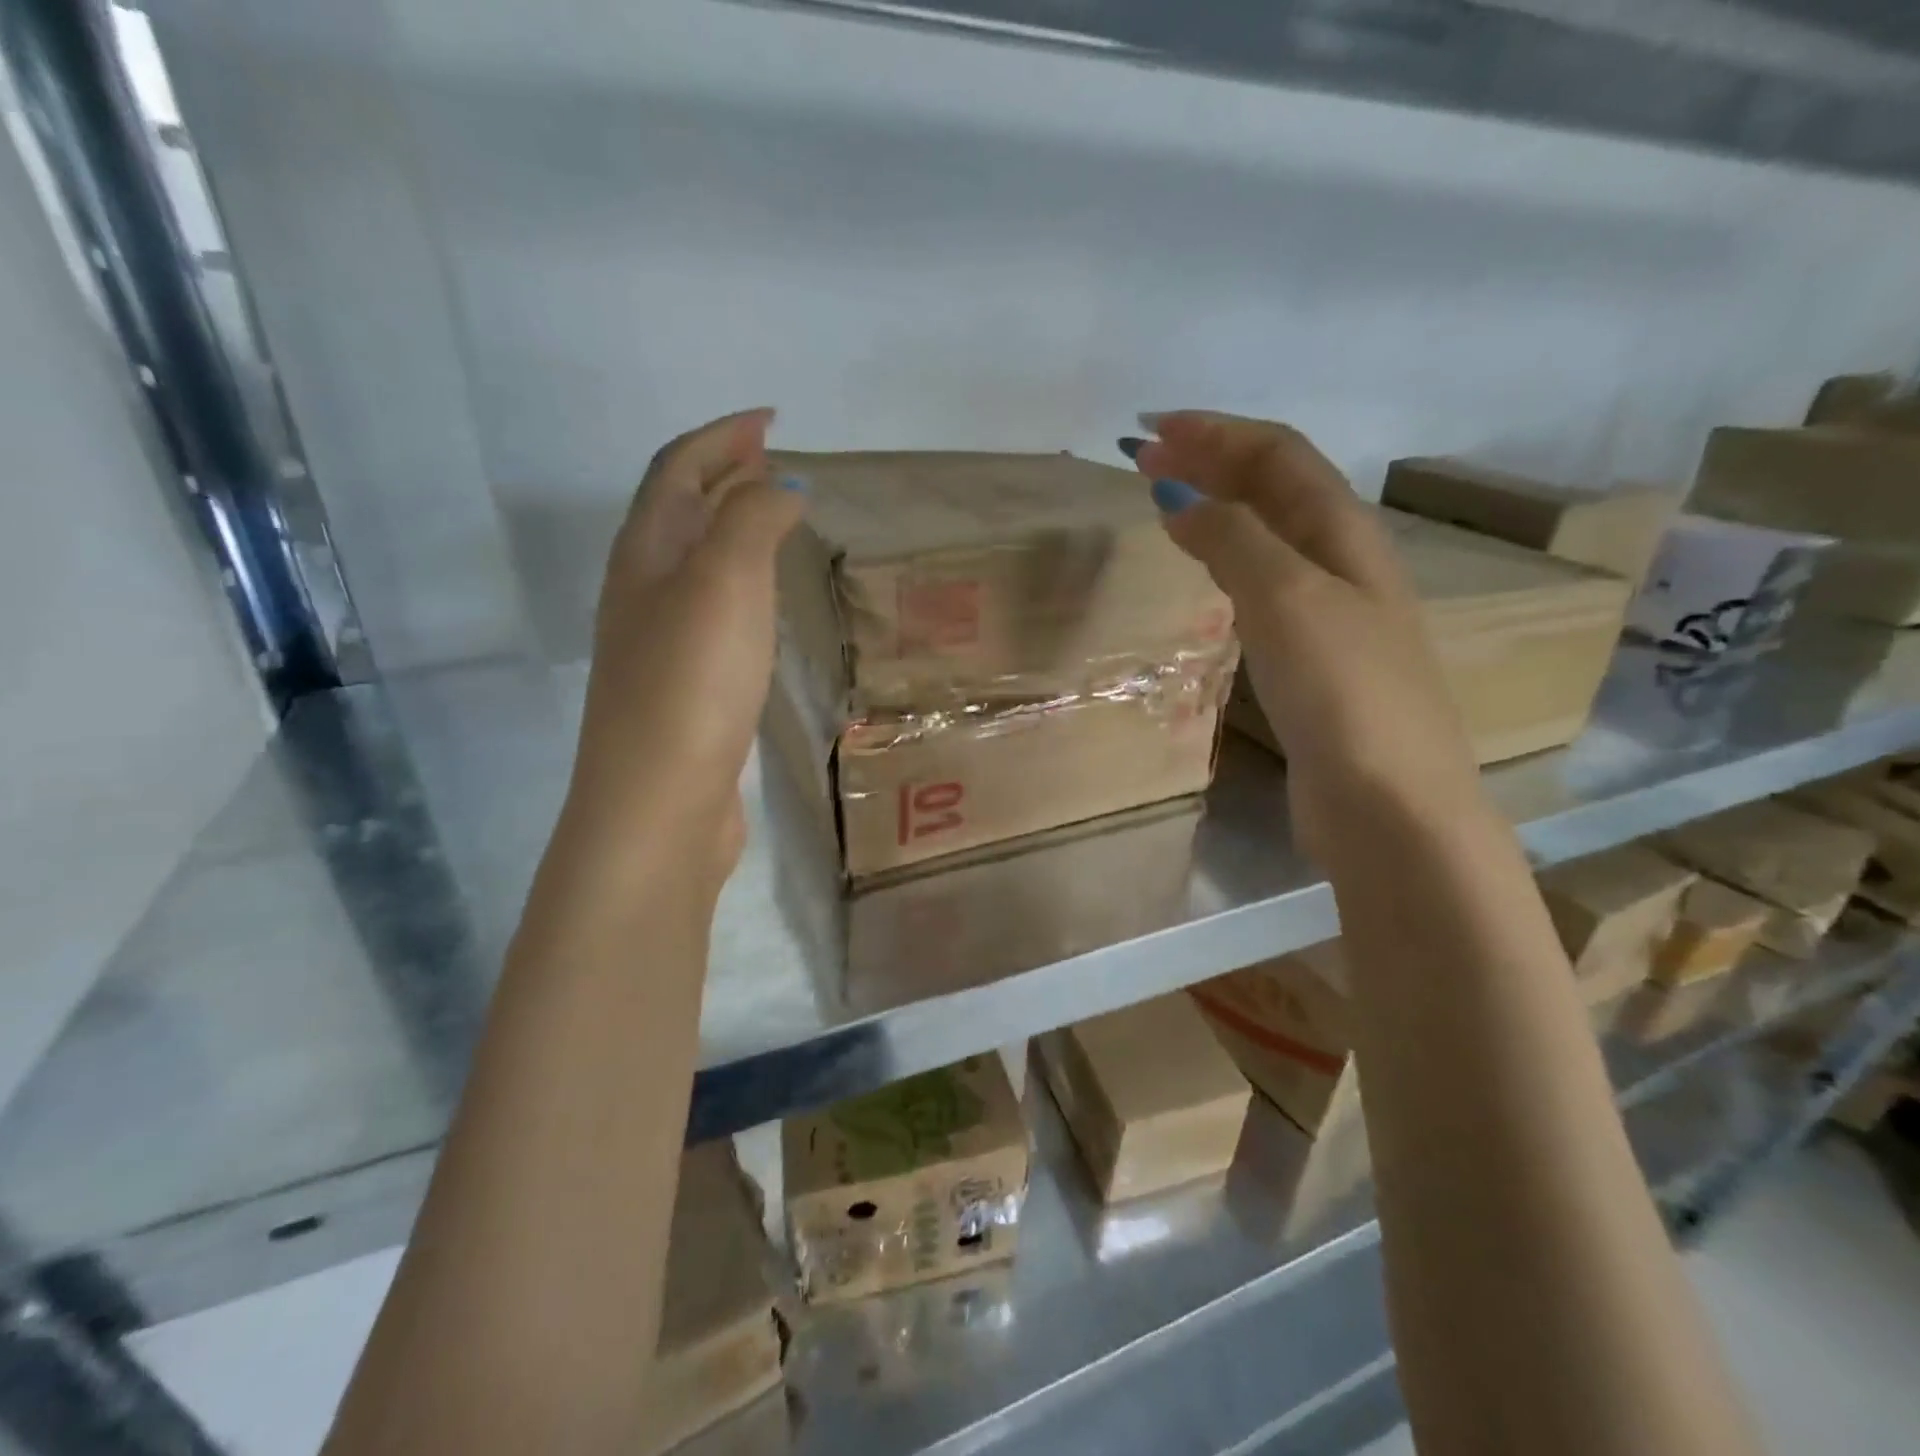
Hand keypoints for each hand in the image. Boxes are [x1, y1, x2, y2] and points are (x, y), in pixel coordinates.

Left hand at [566, 408, 804, 886]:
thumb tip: (780, 485)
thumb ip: (751, 520)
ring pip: (695, 563)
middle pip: (680, 511)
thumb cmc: (692, 684)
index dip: (722, 436)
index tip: (771, 419)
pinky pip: (713, 611)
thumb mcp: (725, 583)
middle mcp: (643, 591)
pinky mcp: (686, 687)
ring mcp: (661, 643)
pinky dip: (741, 583)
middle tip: (775, 460)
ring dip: (731, 528)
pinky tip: (765, 602)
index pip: (679, 470)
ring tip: (776, 519)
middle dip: (724, 474)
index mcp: (646, 554)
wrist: (659, 803)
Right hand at [1130, 412, 1480, 854]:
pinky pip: (1263, 587)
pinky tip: (1209, 574)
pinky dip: (1226, 562)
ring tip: (1169, 502)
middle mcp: (1343, 562)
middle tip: (1145, 458)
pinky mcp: (1313, 661)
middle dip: (1212, 461)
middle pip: (1276, 488)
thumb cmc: (1343, 693)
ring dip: (1219, 508)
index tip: (1149, 431)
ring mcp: (1330, 614)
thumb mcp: (1285, 598)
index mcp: (1344, 534)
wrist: (1389, 804)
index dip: (1215, 432)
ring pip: (1269, 537)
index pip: (1277, 455)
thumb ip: (1234, 538)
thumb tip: (1180, 494)